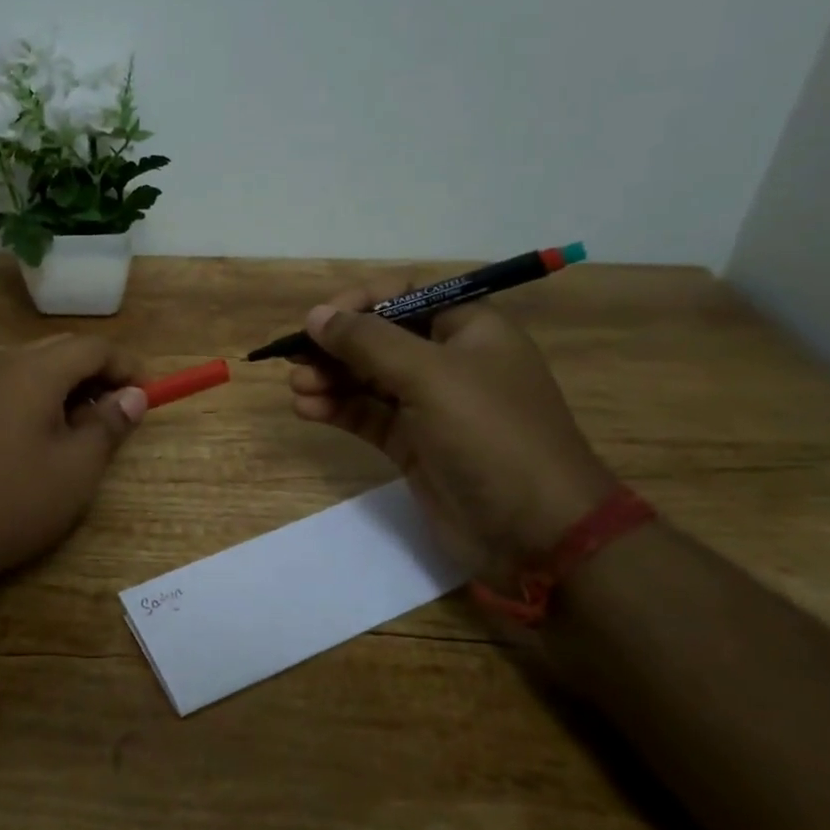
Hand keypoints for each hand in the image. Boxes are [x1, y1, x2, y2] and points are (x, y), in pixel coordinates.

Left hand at [0, 334, 148, 589]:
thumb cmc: (12, 500)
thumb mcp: (77, 468)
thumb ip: (109, 424)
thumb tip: (133, 396)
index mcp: (34, 370)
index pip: (93, 347)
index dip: (127, 366)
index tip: (148, 395)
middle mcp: (3, 363)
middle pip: (64, 350)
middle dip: (99, 373)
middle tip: (122, 410)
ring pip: (37, 367)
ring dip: (71, 386)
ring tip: (89, 427)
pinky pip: (13, 386)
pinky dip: (42, 398)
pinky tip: (48, 437)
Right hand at [286, 279, 614, 578]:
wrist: (535, 532)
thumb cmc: (490, 435)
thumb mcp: (429, 376)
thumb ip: (368, 342)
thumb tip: (316, 315)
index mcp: (469, 329)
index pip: (405, 297)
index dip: (359, 302)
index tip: (319, 320)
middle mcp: (449, 361)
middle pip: (380, 338)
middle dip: (336, 346)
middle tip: (295, 359)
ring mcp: (431, 406)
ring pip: (368, 379)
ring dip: (330, 378)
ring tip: (297, 388)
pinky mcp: (414, 445)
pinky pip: (368, 415)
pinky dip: (337, 409)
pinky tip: (306, 409)